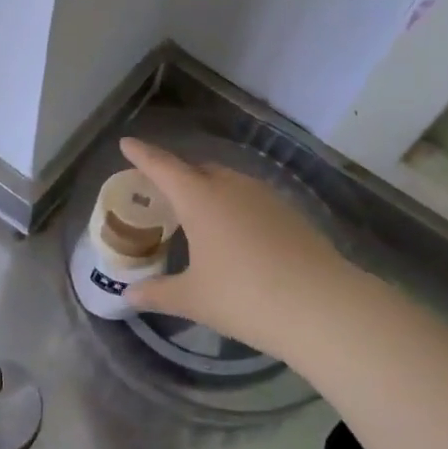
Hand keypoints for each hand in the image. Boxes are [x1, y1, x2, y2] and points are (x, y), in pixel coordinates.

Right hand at [118, 138, 355, 362]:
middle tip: (160, 190)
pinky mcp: (288, 211)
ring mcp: (264, 196)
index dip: (142, 154)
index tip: (127, 142)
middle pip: (197, 169)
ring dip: (207, 188)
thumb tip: (129, 295)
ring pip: (227, 181)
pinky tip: (235, 232)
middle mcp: (231, 186)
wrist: (320, 306)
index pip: (163, 167)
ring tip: (196, 213)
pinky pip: (249, 197)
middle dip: (176, 175)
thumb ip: (158, 293)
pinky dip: (233, 205)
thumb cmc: (244, 297)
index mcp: (199, 198)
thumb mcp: (194, 298)